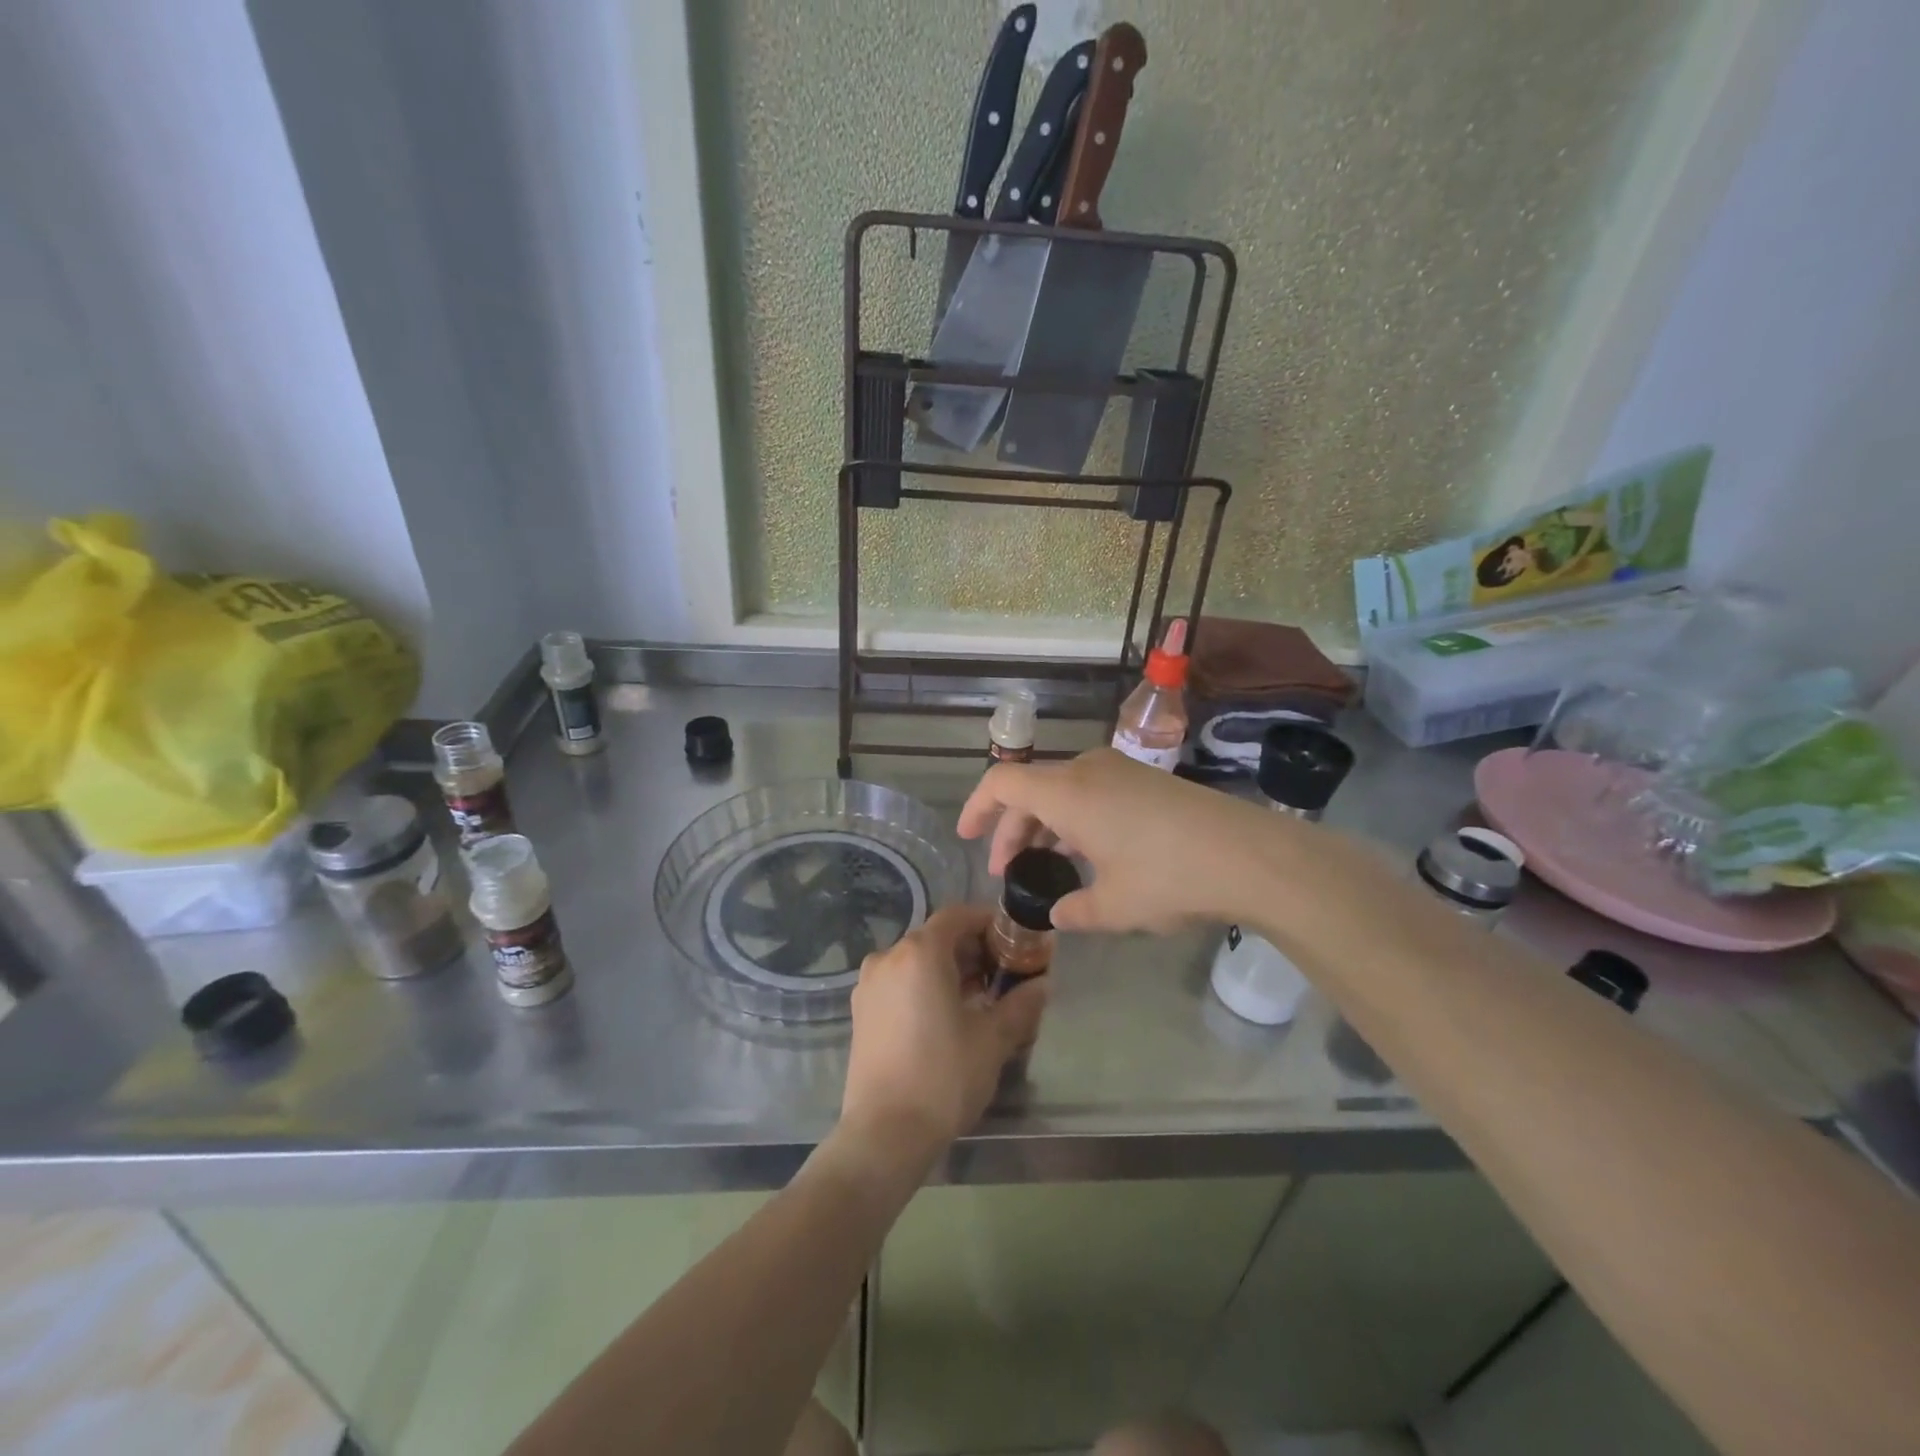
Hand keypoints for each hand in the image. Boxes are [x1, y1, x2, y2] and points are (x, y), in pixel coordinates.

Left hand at [841, 905, 1045, 1158]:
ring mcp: (869, 984)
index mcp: (920, 952)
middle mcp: (888, 957)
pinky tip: (947, 1017)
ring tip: (979, 999)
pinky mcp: (861, 1011)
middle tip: (1004, 975)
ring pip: (916, 961)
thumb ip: (1020, 1005)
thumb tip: (1042, 985)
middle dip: (972, 950)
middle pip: (936, 938)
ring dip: (949, 970)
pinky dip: (925, 987)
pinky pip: (900, 983)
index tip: (1014, 941)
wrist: (884, 1134)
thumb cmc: (943, 1076)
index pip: (958, 916)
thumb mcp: (993, 1039)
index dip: (988, 922)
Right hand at [958, 748, 1288, 933]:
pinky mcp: (1146, 779)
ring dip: (1045, 824)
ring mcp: (1120, 770)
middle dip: (1012, 828)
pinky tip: (1089, 854)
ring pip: (1063, 790)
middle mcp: (1088, 770)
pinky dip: (1075, 817)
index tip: (966, 837)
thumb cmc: (1168, 877)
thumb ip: (1076, 910)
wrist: (1250, 854)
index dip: (977, 807)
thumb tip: (1059, 915)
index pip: (1002, 783)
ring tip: (1046, 865)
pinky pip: (1091, 791)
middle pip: (1031, 789)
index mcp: (1067, 793)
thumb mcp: (1115, 905)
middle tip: (1007, 870)